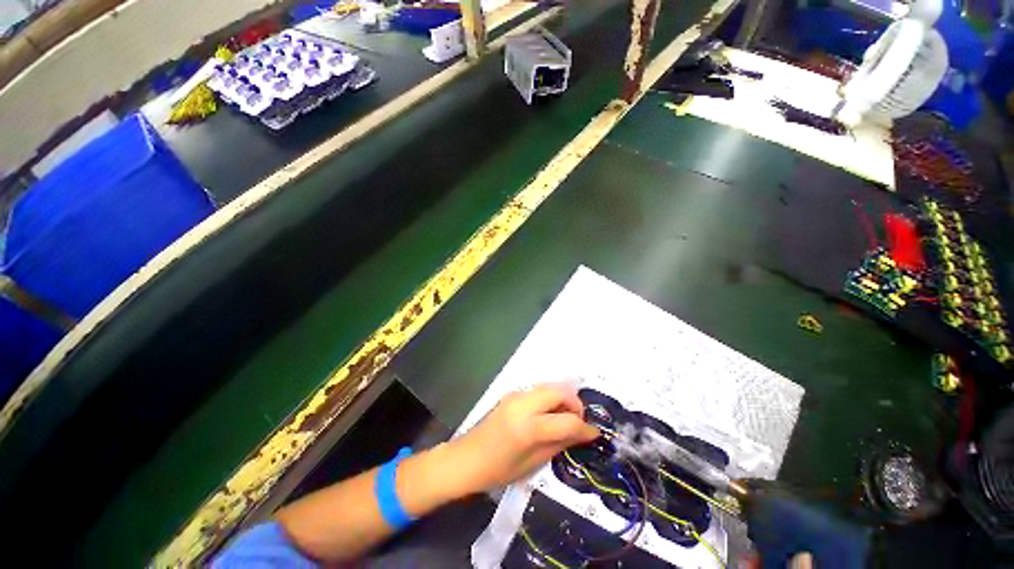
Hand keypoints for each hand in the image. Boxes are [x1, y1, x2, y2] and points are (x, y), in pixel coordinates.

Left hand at [450, 383, 599, 492]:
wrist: (462, 462)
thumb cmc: (496, 471)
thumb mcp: (532, 463)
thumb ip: (559, 444)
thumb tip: (582, 434)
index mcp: (528, 426)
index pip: (568, 421)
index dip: (585, 428)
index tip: (594, 435)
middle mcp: (522, 405)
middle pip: (561, 392)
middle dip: (575, 405)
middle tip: (578, 423)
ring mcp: (513, 398)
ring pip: (549, 388)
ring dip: (562, 400)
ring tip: (564, 421)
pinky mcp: (507, 397)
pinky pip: (537, 392)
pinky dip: (549, 400)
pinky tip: (548, 418)